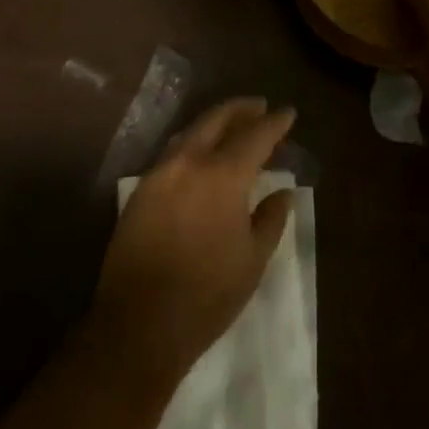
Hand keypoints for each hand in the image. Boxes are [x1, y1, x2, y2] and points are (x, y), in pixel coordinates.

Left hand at [89, 98, 296, 388]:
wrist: (140, 322)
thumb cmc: (207, 294)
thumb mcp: (253, 259)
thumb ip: (271, 219)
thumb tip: (283, 192)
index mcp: (222, 176)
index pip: (255, 136)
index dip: (274, 123)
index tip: (288, 113)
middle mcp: (188, 162)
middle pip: (216, 120)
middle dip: (240, 110)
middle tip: (259, 107)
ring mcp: (159, 174)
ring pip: (189, 133)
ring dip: (213, 123)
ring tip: (232, 125)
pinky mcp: (139, 191)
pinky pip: (171, 153)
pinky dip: (191, 144)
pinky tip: (200, 155)